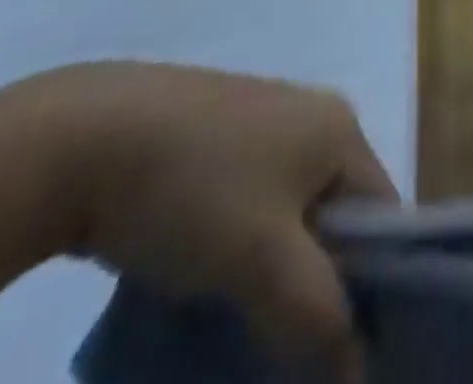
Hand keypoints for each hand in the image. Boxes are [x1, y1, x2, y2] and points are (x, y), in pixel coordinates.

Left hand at [35, 64, 399, 377]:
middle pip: (337, 218)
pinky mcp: (214, 139)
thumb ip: (319, 319)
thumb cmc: (195, 189)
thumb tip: (360, 376)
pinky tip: (206, 289)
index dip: (374, 290)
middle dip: (318, 289)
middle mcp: (310, 115)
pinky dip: (241, 254)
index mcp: (339, 126)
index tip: (340, 359)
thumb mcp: (264, 260)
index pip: (384, 217)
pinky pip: (251, 207)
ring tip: (241, 330)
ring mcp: (260, 124)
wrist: (88, 138)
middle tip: (285, 352)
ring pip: (289, 218)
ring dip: (275, 279)